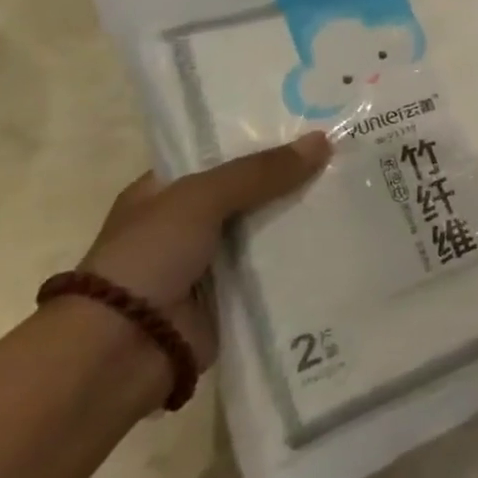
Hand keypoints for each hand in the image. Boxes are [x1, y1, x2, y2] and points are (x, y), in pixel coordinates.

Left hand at [78, 130, 332, 364]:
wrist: (122, 349)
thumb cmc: (148, 258)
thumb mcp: (201, 199)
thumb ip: (260, 171)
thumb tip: (323, 141)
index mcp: (165, 193)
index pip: (222, 155)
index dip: (262, 141)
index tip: (313, 128)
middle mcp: (188, 226)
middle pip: (252, 194)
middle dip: (293, 180)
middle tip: (346, 159)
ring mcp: (212, 264)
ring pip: (268, 232)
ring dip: (303, 220)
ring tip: (356, 196)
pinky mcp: (234, 298)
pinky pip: (276, 271)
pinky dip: (303, 260)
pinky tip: (343, 242)